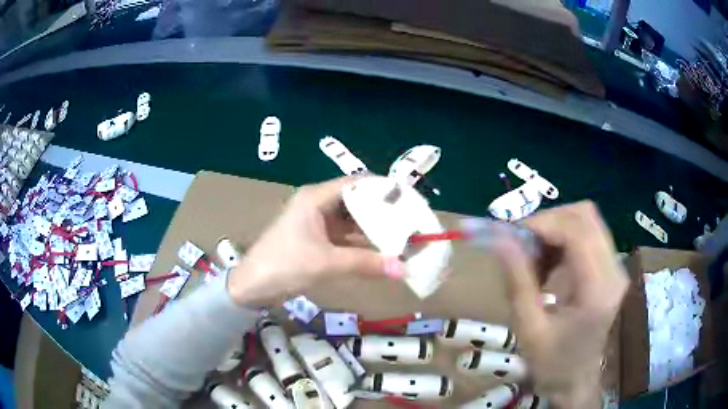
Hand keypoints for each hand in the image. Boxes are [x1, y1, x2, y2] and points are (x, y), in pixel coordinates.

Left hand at [227, 177, 405, 305]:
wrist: (252, 287)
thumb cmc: (284, 265)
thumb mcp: (326, 263)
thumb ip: (365, 263)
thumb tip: (403, 269)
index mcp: (315, 198)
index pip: (356, 183)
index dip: (381, 188)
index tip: (407, 199)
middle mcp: (317, 205)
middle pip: (355, 201)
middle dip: (381, 211)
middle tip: (408, 221)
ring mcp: (316, 223)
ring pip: (351, 221)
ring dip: (372, 229)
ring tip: (401, 236)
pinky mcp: (315, 240)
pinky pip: (344, 237)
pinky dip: (361, 244)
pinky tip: (380, 251)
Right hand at [494, 202, 628, 407]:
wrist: (576, 380)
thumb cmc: (552, 364)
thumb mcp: (529, 328)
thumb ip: (517, 281)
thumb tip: (499, 239)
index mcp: (598, 290)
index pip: (578, 231)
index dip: (543, 223)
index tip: (510, 235)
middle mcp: (614, 270)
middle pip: (585, 216)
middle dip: (548, 221)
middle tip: (521, 244)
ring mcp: (616, 267)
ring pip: (586, 221)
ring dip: (554, 230)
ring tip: (533, 258)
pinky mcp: (610, 268)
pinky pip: (586, 235)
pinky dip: (562, 240)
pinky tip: (547, 265)